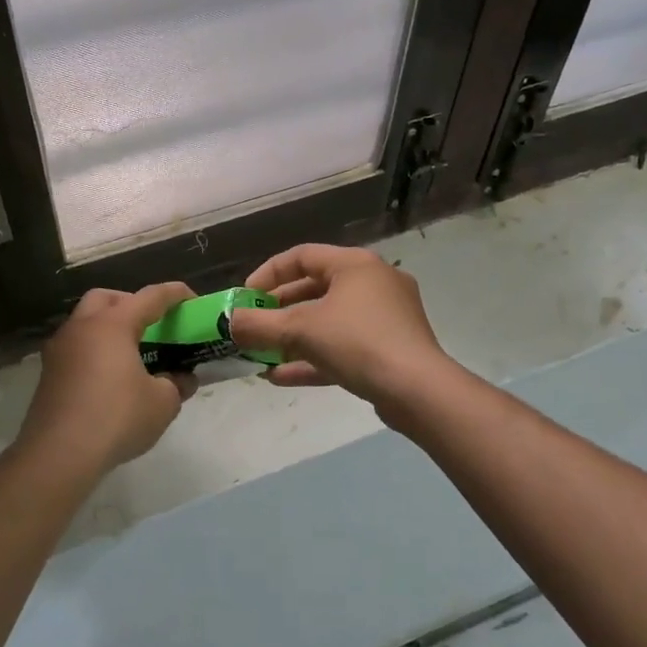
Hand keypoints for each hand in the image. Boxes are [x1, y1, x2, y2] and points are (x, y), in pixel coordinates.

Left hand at [17, 283, 197, 473]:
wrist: (59, 454)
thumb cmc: (117, 418)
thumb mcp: (162, 403)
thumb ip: (177, 384)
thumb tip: (182, 379)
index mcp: (112, 325)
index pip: (149, 297)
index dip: (174, 294)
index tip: (191, 298)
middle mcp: (81, 328)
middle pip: (106, 299)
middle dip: (131, 303)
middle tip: (151, 324)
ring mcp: (59, 350)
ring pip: (85, 322)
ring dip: (108, 328)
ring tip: (131, 353)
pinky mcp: (48, 374)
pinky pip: (75, 348)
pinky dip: (94, 351)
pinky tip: (109, 377)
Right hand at [228, 245, 451, 414]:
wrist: (417, 390)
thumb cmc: (357, 343)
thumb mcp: (300, 330)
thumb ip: (259, 325)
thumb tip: (229, 323)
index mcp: (355, 265)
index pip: (302, 256)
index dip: (268, 274)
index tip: (245, 298)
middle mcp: (373, 283)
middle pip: (315, 289)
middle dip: (278, 311)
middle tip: (253, 327)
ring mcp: (386, 317)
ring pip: (328, 321)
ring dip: (292, 338)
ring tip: (262, 355)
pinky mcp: (390, 348)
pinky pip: (343, 346)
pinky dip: (313, 357)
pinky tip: (281, 376)